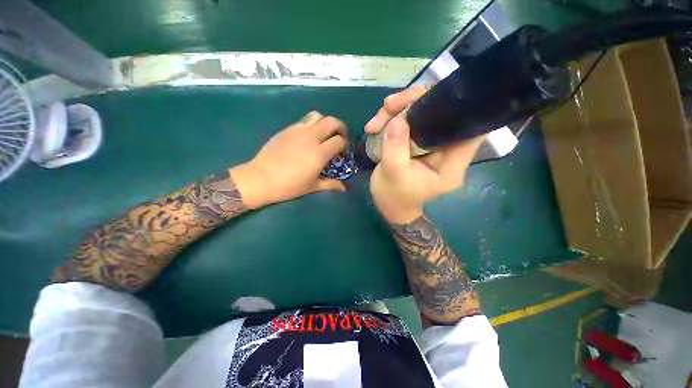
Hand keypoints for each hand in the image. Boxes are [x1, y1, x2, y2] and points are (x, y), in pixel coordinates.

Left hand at [232, 112, 347, 208]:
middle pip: (332, 121)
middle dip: (340, 127)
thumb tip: (344, 188)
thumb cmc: (289, 185)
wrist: (261, 178)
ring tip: (324, 134)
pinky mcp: (287, 129)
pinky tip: (308, 137)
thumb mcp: (313, 187)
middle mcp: (311, 137)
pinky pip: (304, 120)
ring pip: (317, 116)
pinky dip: (311, 125)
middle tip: (340, 137)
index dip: (344, 145)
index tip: (342, 153)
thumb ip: (331, 184)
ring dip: (325, 122)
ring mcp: (298, 131)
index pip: (339, 140)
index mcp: (319, 153)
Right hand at [366, 88, 484, 223]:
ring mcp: (430, 144)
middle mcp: (445, 150)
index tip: (437, 96)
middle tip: (387, 106)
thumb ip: (396, 148)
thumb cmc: (394, 198)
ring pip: (421, 114)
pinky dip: (390, 120)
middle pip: (441, 114)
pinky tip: (373, 127)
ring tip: (373, 124)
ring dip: (396, 112)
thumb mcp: (393, 175)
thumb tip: (398, 118)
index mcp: (451, 163)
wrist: (389, 206)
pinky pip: (407, 122)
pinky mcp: (416, 142)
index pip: (471, 129)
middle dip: (413, 103)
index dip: (461, 107)